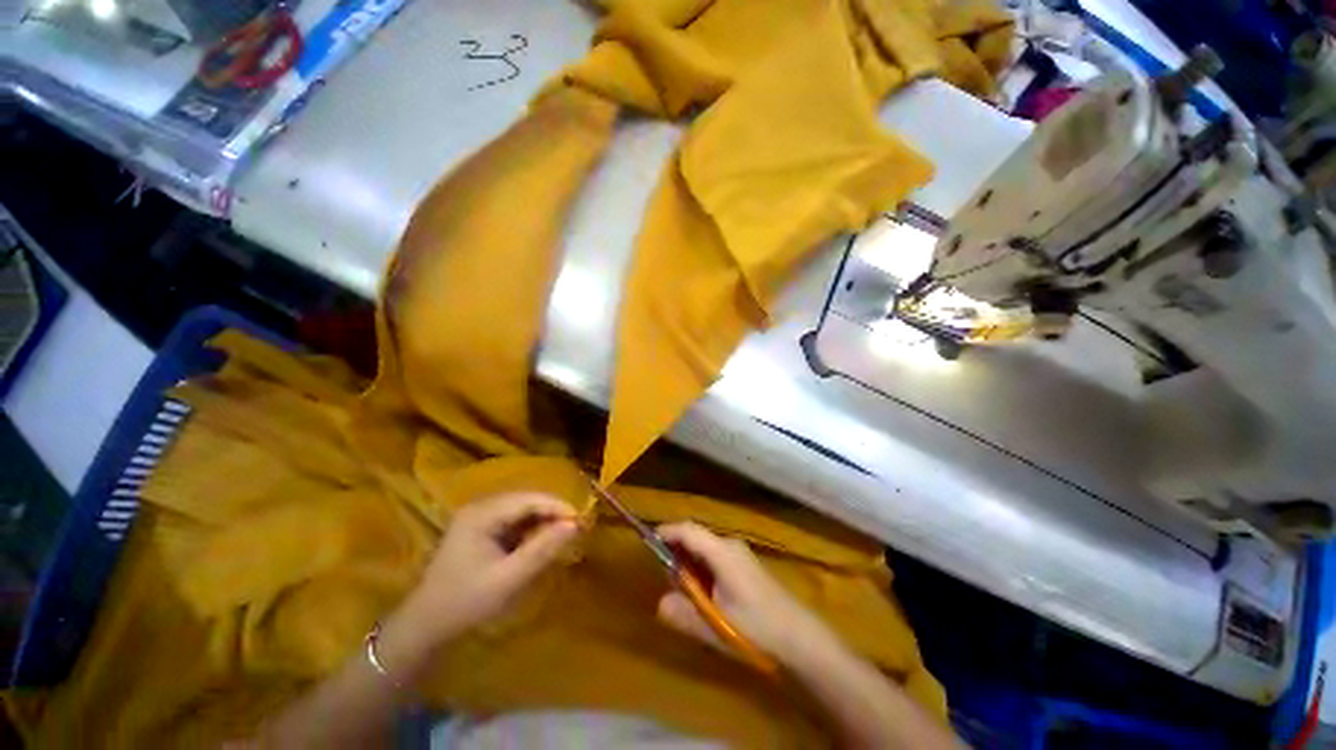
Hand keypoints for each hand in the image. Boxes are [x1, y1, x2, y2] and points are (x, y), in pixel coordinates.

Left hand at [397, 492, 579, 645]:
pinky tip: (541, 542)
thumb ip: (542, 550)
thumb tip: (574, 525)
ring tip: (563, 535)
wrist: (424, 627)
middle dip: (552, 513)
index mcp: (482, 514)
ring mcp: (478, 518)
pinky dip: (530, 529)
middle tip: (576, 529)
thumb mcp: (508, 580)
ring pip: (521, 510)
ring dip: (543, 521)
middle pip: (526, 501)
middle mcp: (480, 508)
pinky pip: (513, 522)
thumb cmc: (465, 603)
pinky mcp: (480, 530)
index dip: (558, 507)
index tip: (581, 520)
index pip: (529, 500)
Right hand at [655, 522, 838, 665]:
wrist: (799, 636)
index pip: (688, 531)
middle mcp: (729, 545)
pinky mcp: (743, 565)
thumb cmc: (757, 628)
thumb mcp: (716, 626)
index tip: (647, 540)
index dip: (667, 532)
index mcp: (722, 552)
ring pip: (704, 549)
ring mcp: (739, 554)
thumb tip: (659, 603)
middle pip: (695, 538)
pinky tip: (706, 597)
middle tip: (670, 584)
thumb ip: (684, 614)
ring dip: (690, 566)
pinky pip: (714, 558)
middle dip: (677, 555)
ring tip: (688, 596)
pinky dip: (702, 570)